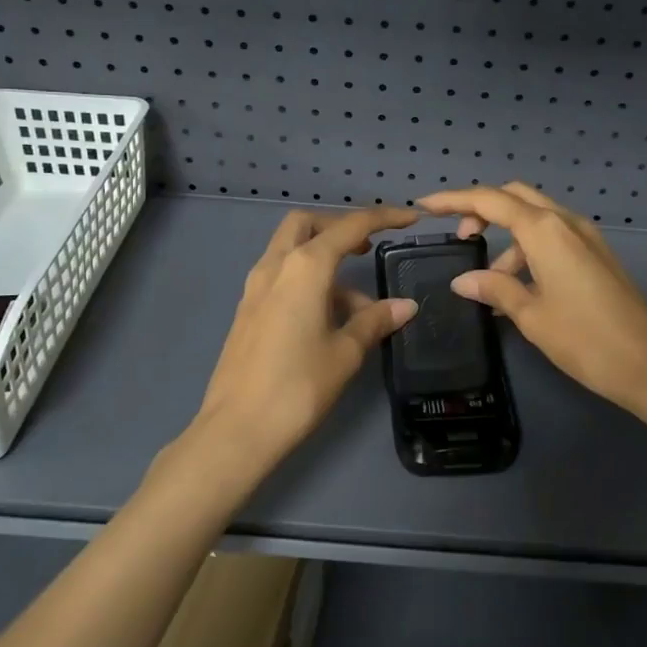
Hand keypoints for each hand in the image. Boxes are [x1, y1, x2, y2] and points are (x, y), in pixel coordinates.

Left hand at [188, 205, 419, 478]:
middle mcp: (276, 266)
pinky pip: (281, 277)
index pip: (350, 226)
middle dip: (339, 227)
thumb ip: (375, 321)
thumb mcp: (346, 353)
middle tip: (366, 249)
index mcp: (305, 267)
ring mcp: (255, 287)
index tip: (410, 219)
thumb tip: (406, 305)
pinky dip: (307, 281)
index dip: (384, 217)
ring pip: (291, 250)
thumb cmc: (298, 386)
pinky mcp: (247, 310)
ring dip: (325, 261)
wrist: (236, 429)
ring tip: (357, 307)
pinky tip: (326, 320)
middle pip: (307, 224)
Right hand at [415, 183, 646, 418]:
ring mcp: (586, 236)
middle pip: (515, 197)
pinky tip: (519, 287)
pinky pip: (553, 237)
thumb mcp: (531, 315)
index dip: (454, 200)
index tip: (424, 206)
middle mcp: (566, 222)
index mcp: (545, 230)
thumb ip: (494, 289)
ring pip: (535, 219)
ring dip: (508, 239)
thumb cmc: (584, 339)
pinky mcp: (596, 254)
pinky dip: (529, 250)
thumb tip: (463, 280)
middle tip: (460, 237)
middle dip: (482, 209)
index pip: (490, 200)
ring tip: (491, 284)